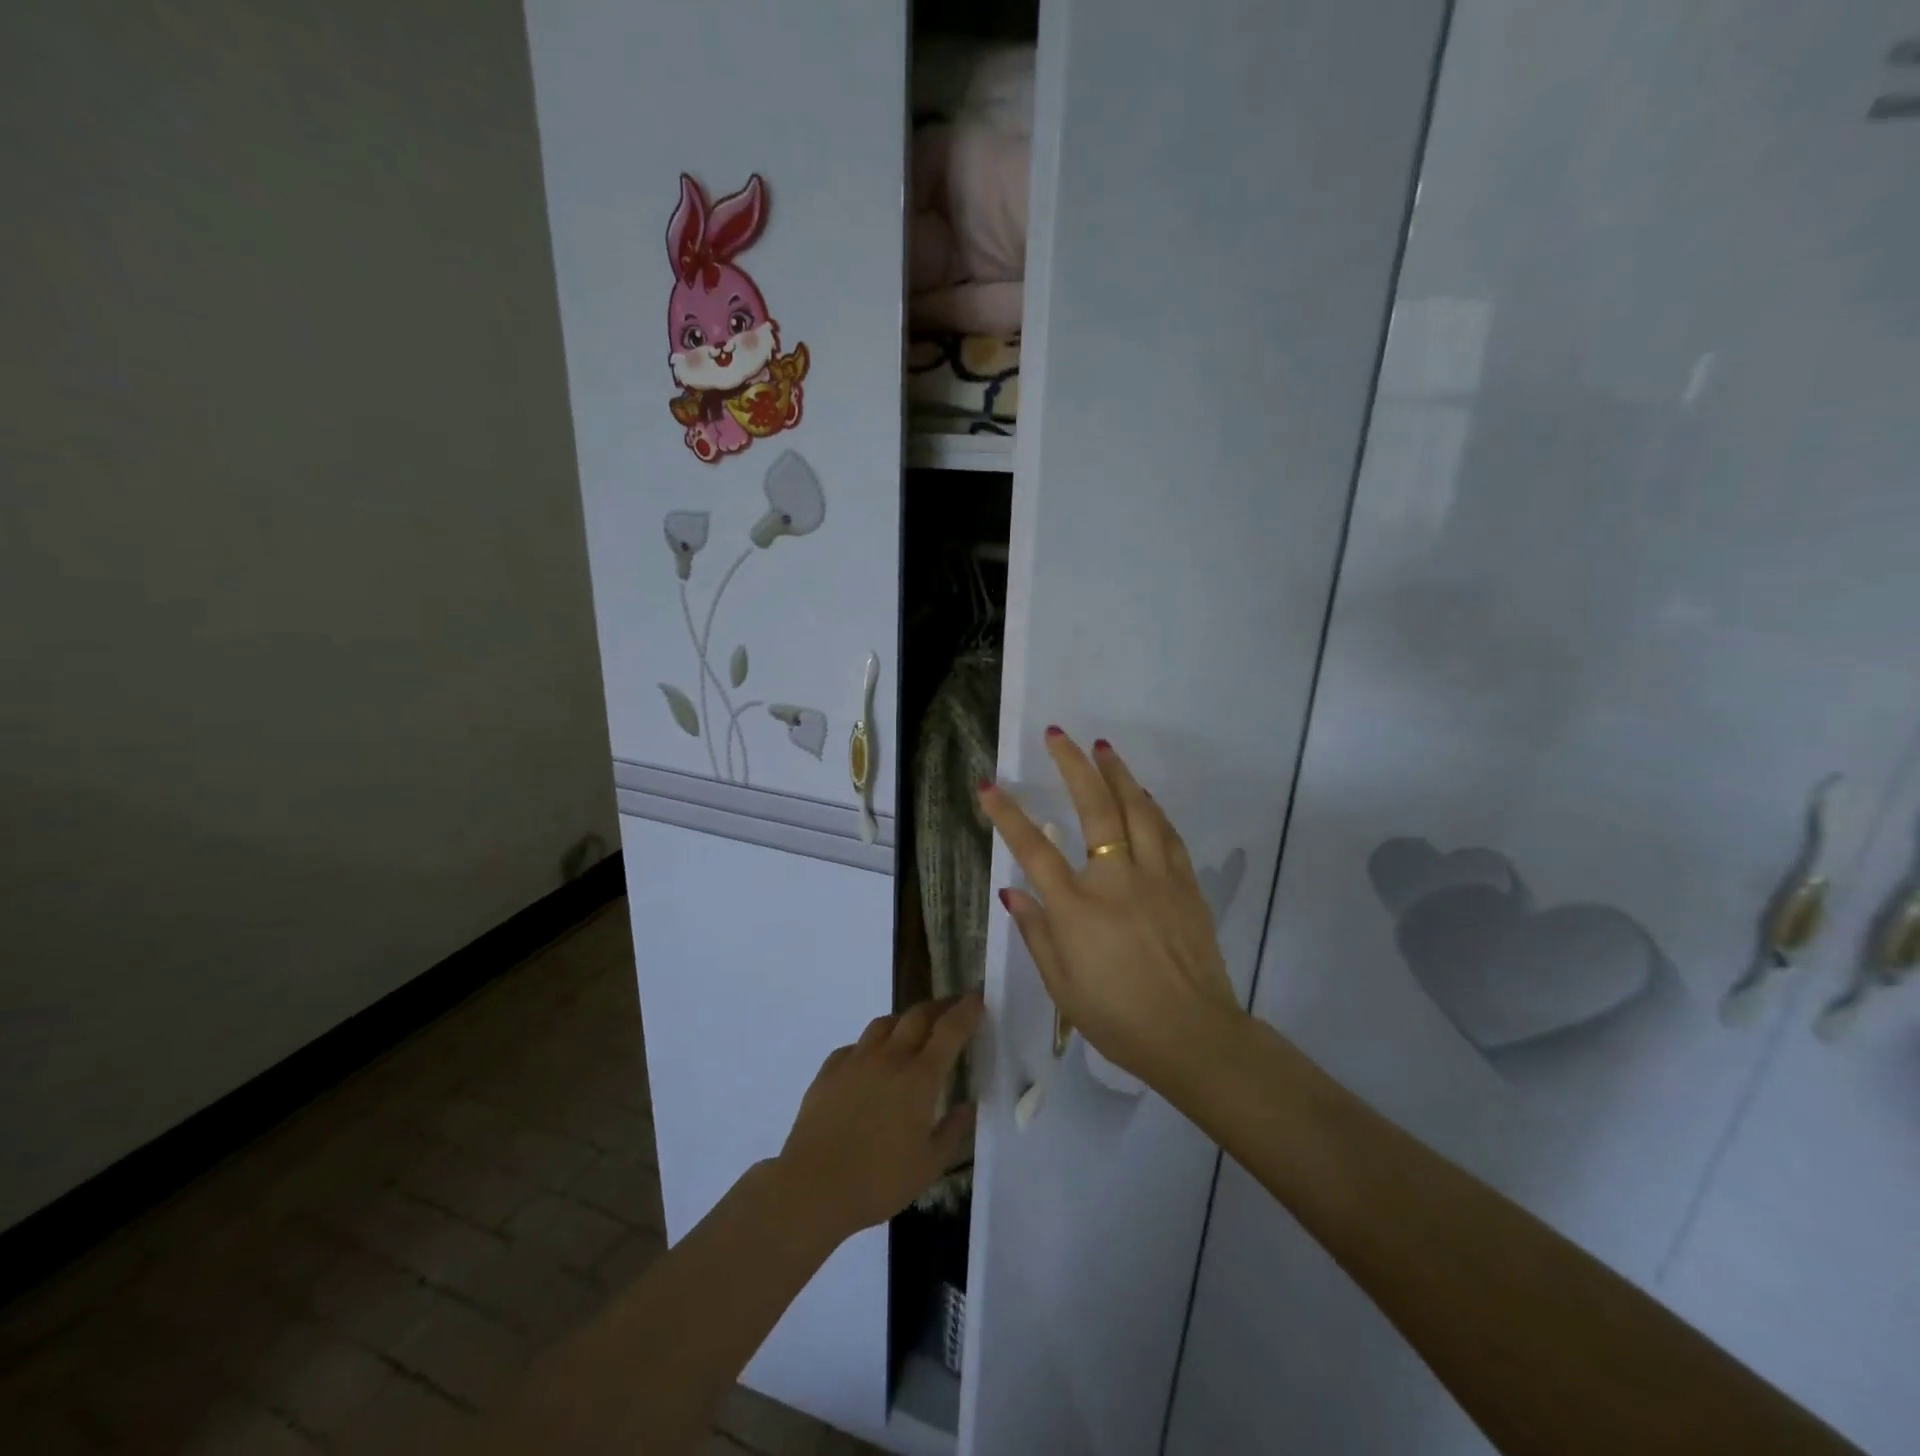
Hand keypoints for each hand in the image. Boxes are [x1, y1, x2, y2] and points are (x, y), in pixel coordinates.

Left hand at [776, 994, 982, 1240]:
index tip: (978, 998)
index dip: (966, 1011)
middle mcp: (890, 1057)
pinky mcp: (829, 1070)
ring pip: (885, 1023)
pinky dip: (871, 1045)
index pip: (949, 1030)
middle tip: (952, 1008)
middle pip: (917, 1016)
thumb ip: (952, 1132)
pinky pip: (856, 1045)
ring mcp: (856, 1060)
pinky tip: (871, 1061)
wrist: (813, 1186)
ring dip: (904, 1020)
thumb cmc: (878, 1180)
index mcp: (919, 1077)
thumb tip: (968, 1107)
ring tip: (912, 1029)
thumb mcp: (929, 1166)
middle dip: (939, 1007)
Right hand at [979, 730, 1243, 1087]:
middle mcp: (1116, 880)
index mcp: (1078, 908)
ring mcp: (1156, 877)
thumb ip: (1036, 931)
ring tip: (1102, 747)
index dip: (1008, 815)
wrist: (1193, 1036)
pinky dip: (1151, 808)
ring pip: (1137, 810)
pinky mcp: (1186, 885)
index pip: (1034, 849)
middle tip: (1058, 734)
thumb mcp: (1062, 986)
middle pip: (1094, 809)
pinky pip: (1167, 834)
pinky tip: (1143, 794)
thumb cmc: (1118, 1018)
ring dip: (1117, 774)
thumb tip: (1011, 890)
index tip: (988, 784)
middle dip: (1072, 766)